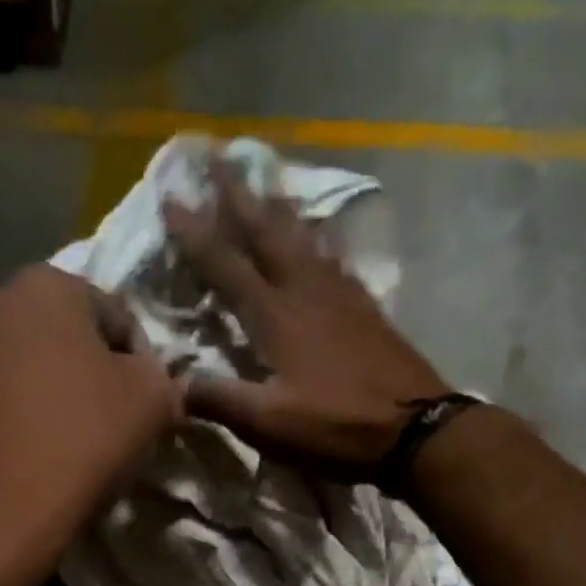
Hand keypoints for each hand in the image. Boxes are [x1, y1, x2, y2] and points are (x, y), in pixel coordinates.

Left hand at [0, 264, 181, 527]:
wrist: (1, 515)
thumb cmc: (83, 442)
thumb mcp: (153, 401)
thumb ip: (161, 376)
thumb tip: (151, 380)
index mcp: (43, 288)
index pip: (113, 314)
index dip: (139, 360)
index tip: (145, 403)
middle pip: (56, 337)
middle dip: (82, 370)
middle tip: (104, 420)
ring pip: (14, 370)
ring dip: (39, 394)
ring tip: (59, 444)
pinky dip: (4, 424)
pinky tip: (22, 461)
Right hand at [163, 160, 450, 479]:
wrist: (415, 428)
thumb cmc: (336, 426)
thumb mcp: (269, 423)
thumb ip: (218, 400)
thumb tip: (172, 382)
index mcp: (275, 315)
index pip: (226, 264)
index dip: (195, 232)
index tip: (170, 196)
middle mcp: (305, 290)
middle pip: (266, 231)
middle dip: (237, 195)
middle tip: (217, 157)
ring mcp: (341, 294)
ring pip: (302, 236)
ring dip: (276, 206)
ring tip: (262, 179)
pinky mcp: (365, 307)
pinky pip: (332, 257)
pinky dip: (316, 238)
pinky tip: (317, 237)